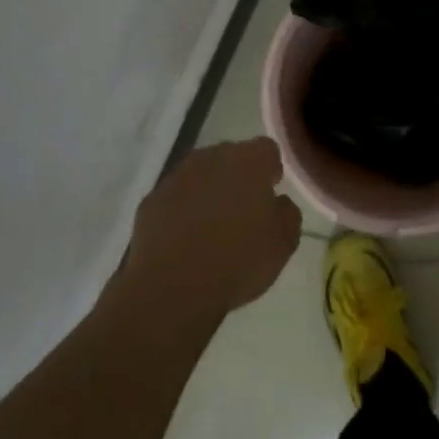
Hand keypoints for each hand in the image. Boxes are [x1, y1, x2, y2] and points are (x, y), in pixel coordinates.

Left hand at [122, 138, 301, 319]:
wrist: (173, 289)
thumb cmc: (238, 261)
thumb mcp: (284, 243)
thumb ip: (287, 213)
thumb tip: (277, 202)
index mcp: (248, 161)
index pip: (267, 149)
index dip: (271, 169)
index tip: (271, 193)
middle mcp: (211, 158)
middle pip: (231, 157)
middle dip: (239, 177)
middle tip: (244, 212)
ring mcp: (177, 177)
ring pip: (200, 175)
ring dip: (209, 192)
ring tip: (213, 228)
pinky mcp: (151, 200)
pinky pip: (175, 197)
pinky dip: (182, 210)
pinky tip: (185, 240)